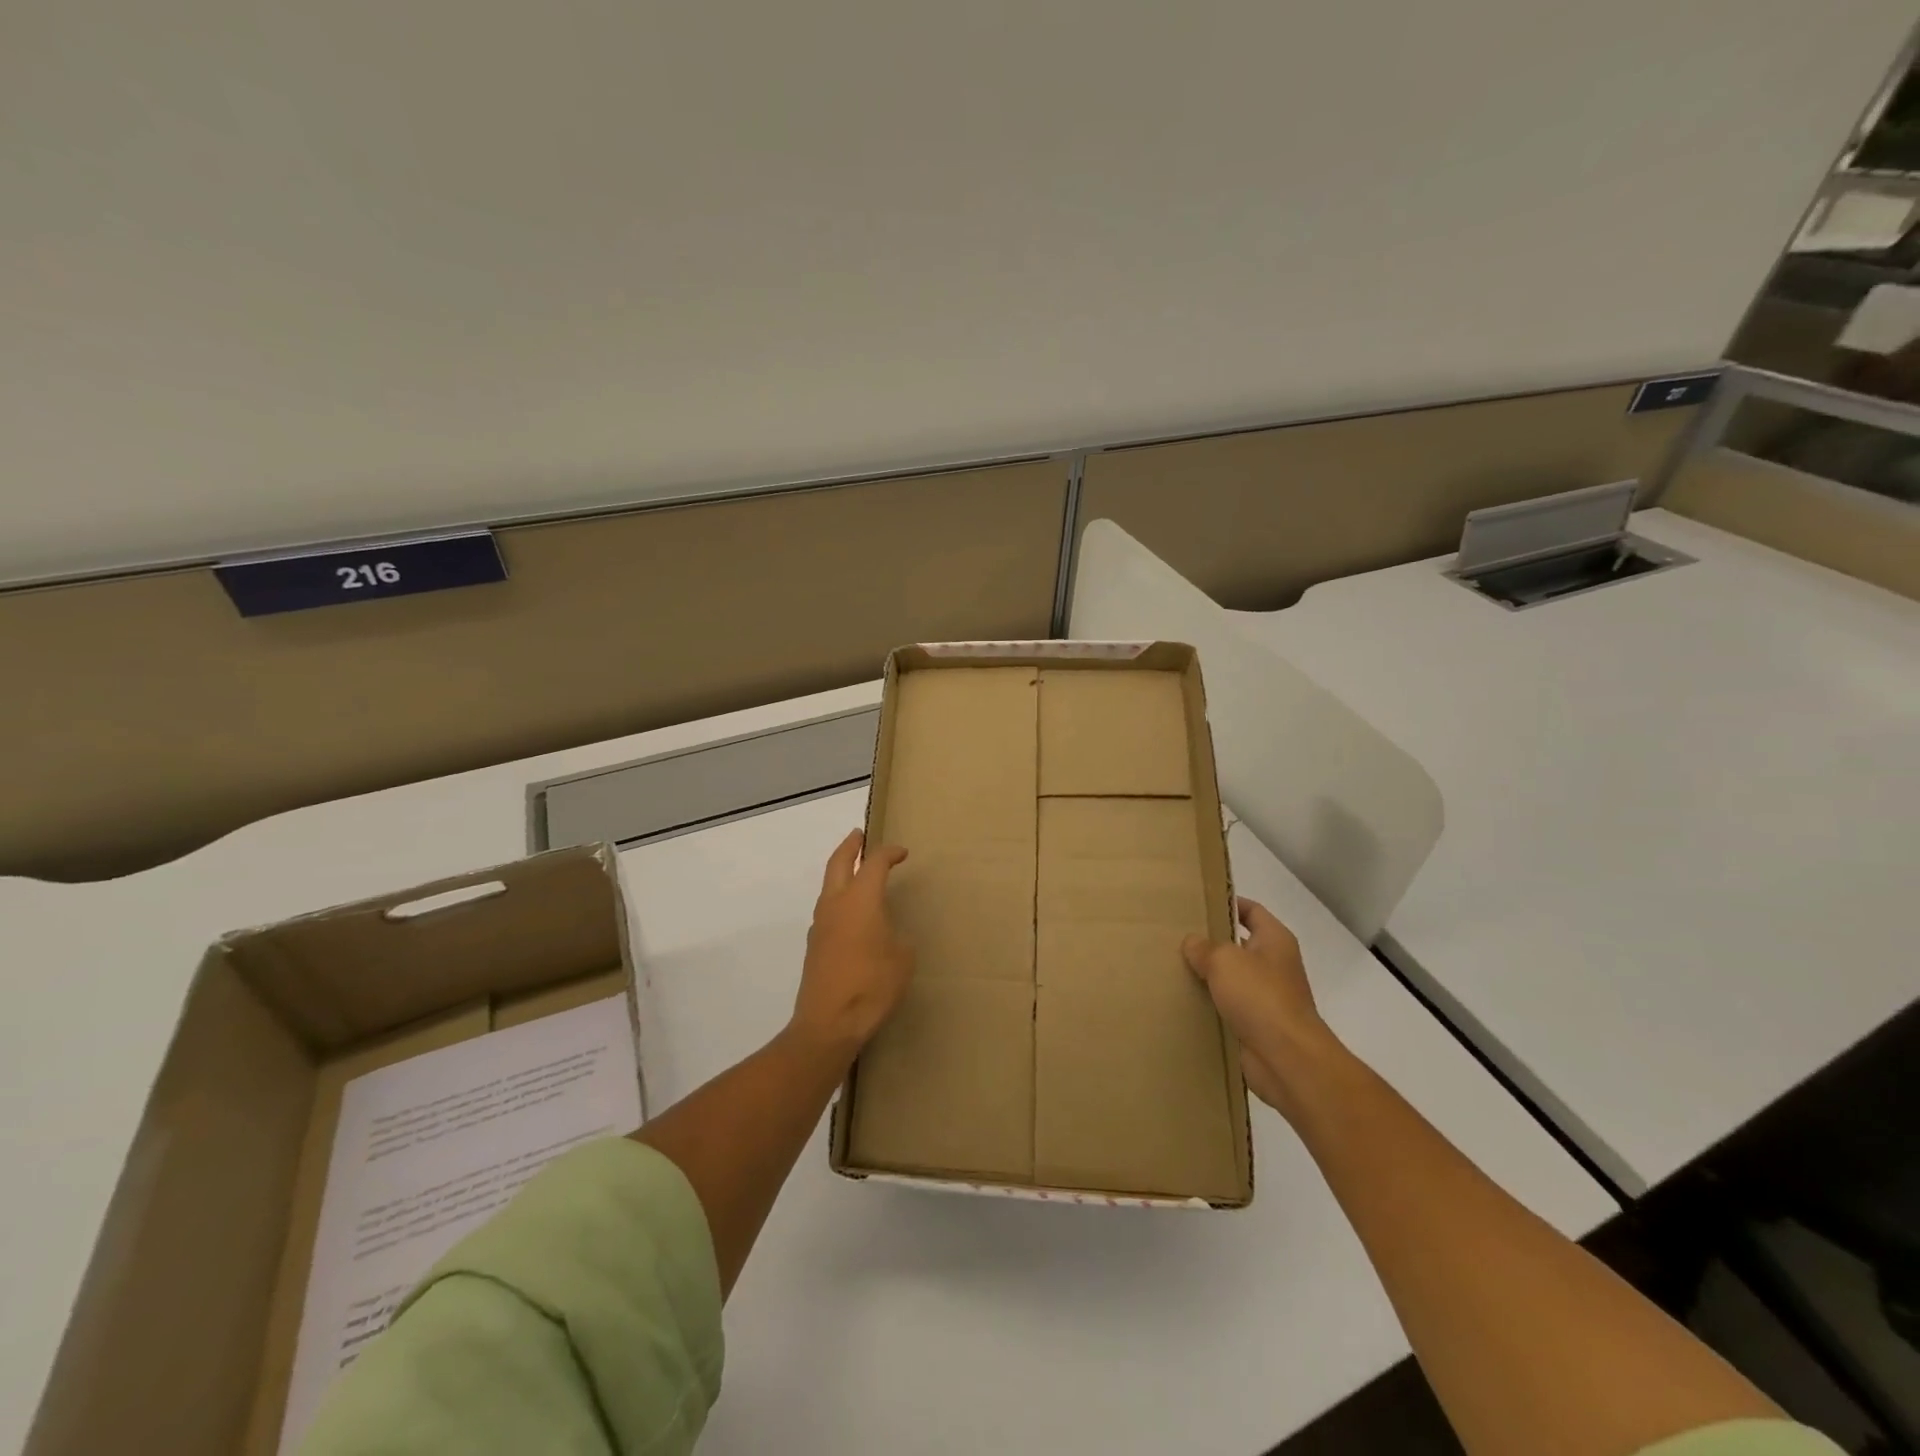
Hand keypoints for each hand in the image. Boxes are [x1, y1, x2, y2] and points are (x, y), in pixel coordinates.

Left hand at [791, 829, 913, 1059]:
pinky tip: (851, 914)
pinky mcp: (814, 945)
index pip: (874, 863)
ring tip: (855, 872)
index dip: (889, 853)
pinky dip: (839, 899)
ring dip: (841, 872)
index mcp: (860, 899)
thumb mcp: (902, 958)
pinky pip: (827, 910)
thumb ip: (897, 937)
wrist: (829, 1023)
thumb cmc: (872, 985)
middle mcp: (836, 904)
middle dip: (850, 846)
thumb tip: (888, 935)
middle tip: (859, 835)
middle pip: (838, 863)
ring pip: (828, 886)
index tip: (902, 852)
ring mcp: (820, 924)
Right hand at [1182, 898, 1333, 1118]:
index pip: (1252, 911)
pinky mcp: (1256, 1025)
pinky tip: (1183, 1001)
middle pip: (1238, 945)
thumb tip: (1192, 943)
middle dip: (1210, 942)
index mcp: (1275, 940)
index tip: (1198, 903)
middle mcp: (1274, 965)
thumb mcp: (1225, 961)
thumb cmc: (1260, 997)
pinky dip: (1209, 1004)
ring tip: (1172, 967)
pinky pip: (1228, 1007)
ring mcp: (1266, 997)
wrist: (1287, 1059)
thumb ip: (1204, 947)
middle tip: (1175, 936)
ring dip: (1207, 976)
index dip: (1228, 904)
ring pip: (1230, 978)